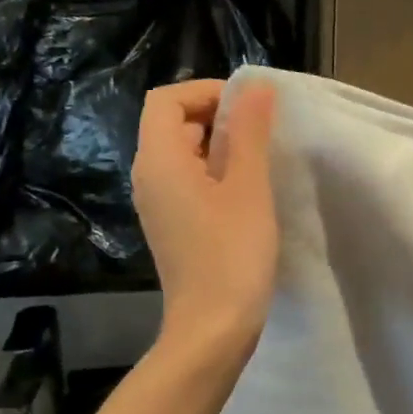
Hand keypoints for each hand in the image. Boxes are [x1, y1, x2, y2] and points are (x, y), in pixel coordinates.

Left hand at [132, 78, 279, 356]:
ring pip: (183, 154)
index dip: (206, 92)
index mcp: (159, 160)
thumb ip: (249, 131)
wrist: (213, 327)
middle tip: (263, 131)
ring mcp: (158, 204)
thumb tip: (257, 86)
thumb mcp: (248, 186)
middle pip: (173, 124)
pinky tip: (248, 191)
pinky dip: (215, 172)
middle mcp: (149, 177)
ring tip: (261, 159)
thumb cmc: (232, 252)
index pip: (167, 100)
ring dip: (220, 145)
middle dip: (217, 116)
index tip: (250, 107)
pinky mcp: (173, 225)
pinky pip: (188, 181)